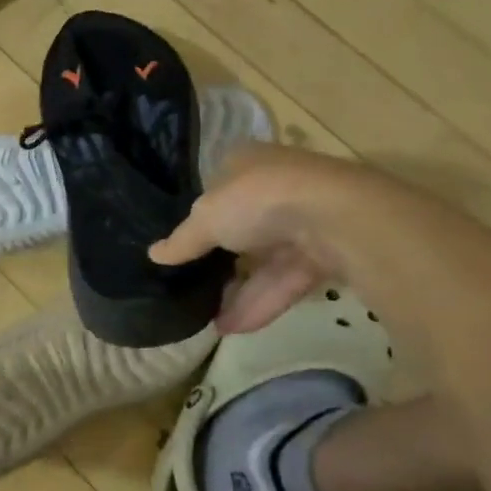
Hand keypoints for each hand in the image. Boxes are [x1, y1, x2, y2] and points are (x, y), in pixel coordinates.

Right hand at [151, 145, 378, 334]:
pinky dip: (262, 302)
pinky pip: (286, 280)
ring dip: (239, 292)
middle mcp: (277, 186)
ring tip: (209, 322)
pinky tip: (233, 328)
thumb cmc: (258, 200)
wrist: (337, 217)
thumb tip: (153, 254)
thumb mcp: (205, 219)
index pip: (218, 188)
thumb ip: (181, 240)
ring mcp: (305, 220)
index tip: (184, 246)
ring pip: (266, 260)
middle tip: (195, 287)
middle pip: (243, 227)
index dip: (199, 216)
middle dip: (221, 260)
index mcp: (247, 163)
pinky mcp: (327, 252)